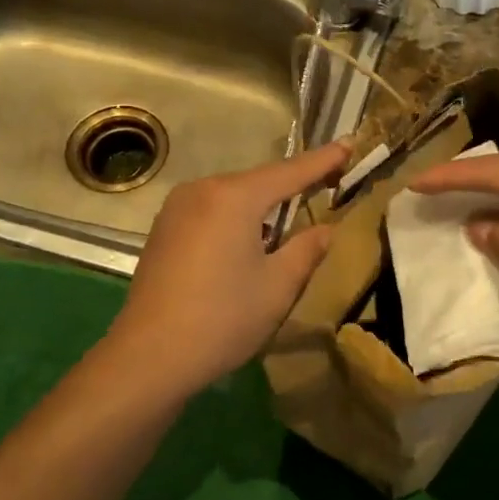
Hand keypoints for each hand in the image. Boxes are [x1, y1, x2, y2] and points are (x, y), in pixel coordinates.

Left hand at [107, 141, 350, 393]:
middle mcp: (201, 190)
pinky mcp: (163, 231)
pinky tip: (245, 246)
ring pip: (232, 198)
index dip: (323, 160)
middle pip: (258, 182)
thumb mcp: (278, 286)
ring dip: (261, 208)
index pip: (290, 171)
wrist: (149, 356)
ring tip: (287, 226)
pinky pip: (210, 213)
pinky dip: (235, 221)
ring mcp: (176, 209)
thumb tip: (324, 230)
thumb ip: (306, 249)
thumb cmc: (223, 318)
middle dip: (291, 186)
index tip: (348, 144)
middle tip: (326, 187)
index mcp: (234, 197)